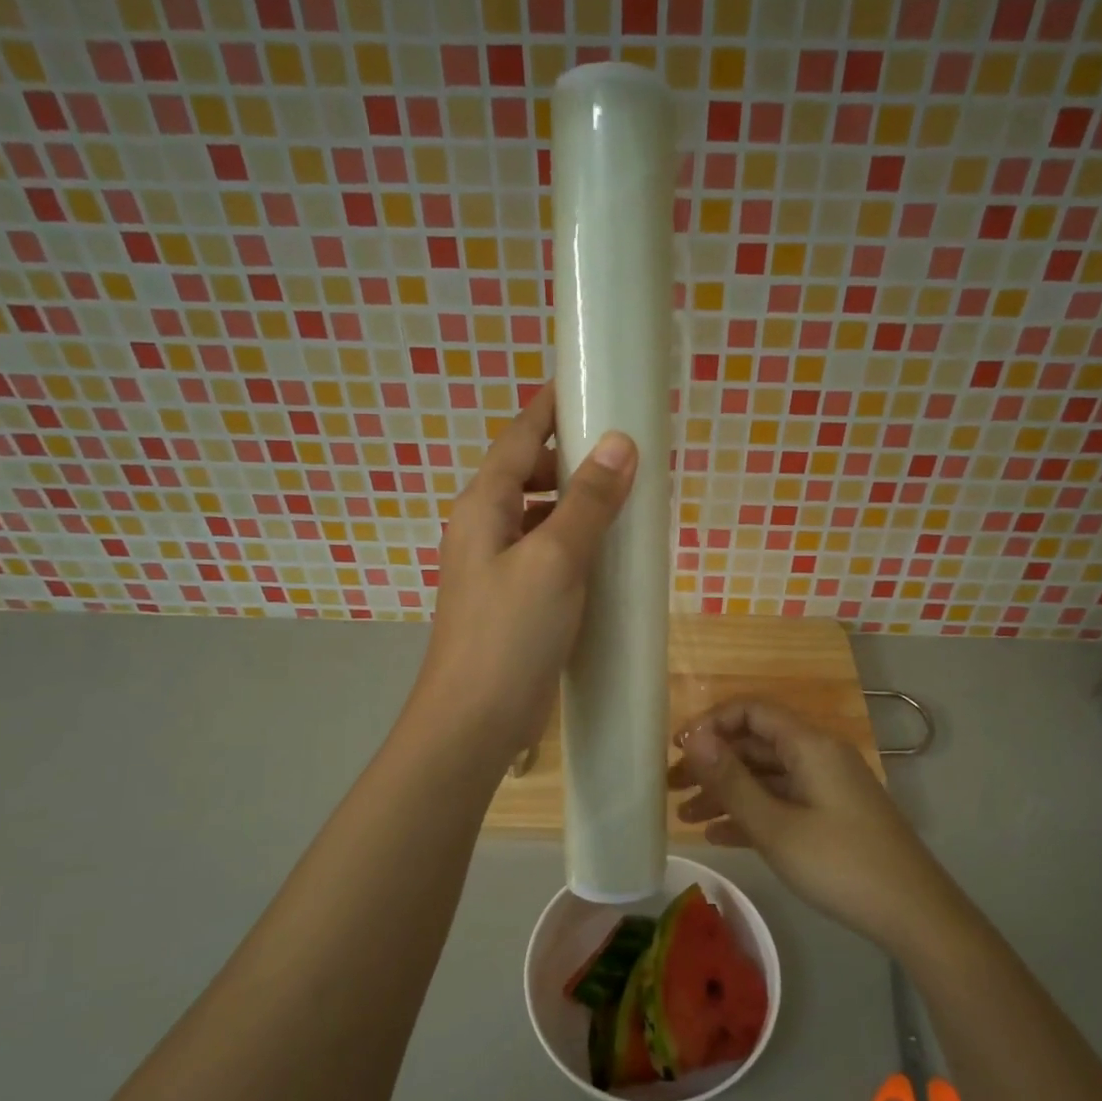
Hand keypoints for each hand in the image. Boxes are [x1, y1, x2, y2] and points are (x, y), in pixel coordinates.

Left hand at [411, 383, 637, 761]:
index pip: (520, 435)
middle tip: (628, 449)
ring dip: (578, 502)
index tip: (593, 380)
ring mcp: (498, 567)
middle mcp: (485, 527)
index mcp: (483, 504)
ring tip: (628, 497)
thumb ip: (587, 501)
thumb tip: (620, 441)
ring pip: (541, 515)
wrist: (473, 720)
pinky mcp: (514, 600)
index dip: (553, 405)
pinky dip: (576, 542)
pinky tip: (609, 554)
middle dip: (574, 455)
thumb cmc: (508, 635)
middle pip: (529, 472)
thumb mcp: (553, 560)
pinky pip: (548, 553)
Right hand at [670, 700, 955, 951]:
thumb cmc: (840, 864)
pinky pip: (782, 802)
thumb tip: (693, 736)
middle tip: (670, 788)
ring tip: (684, 817)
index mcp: (809, 745)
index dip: (711, 723)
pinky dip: (751, 813)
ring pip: (766, 776)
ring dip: (726, 792)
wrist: (914, 914)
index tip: (677, 751)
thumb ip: (731, 780)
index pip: (752, 711)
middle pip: (755, 745)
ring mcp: (826, 787)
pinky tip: (718, 835)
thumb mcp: (776, 826)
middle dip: (711, 763)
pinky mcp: (831, 815)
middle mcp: (818, 756)